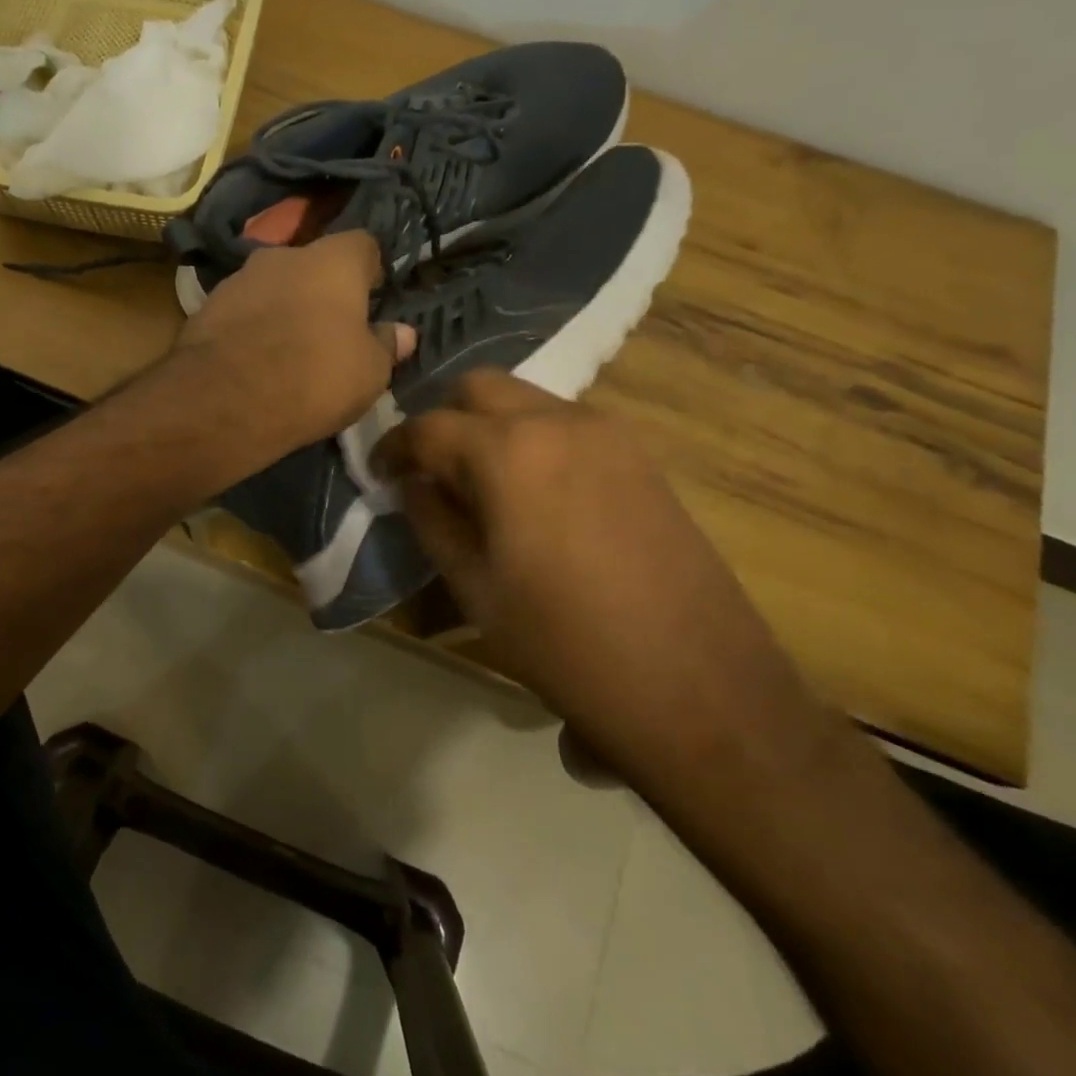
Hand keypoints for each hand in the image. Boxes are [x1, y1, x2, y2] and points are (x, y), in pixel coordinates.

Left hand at [172, 231, 414, 461]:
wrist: (224, 400)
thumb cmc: (315, 377)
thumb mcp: (369, 373)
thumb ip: (387, 346)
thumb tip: (402, 333)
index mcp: (333, 261)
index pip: (364, 244)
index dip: (371, 270)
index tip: (373, 299)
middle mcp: (284, 255)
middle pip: (313, 264)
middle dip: (323, 290)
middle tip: (331, 329)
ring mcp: (239, 277)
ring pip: (274, 285)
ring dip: (284, 307)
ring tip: (289, 349)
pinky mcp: (206, 306)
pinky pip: (242, 310)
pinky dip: (252, 326)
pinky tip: (254, 359)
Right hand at [374, 371, 825, 799]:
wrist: (696, 686)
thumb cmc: (565, 644)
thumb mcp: (476, 589)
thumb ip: (433, 522)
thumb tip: (414, 485)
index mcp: (507, 451)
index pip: (428, 426)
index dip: (394, 447)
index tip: (379, 472)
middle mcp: (557, 421)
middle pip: (480, 388)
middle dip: (443, 420)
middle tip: (430, 469)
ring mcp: (608, 433)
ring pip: (527, 401)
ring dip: (490, 426)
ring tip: (479, 483)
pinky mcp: (640, 456)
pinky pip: (567, 424)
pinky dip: (533, 439)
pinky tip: (532, 493)